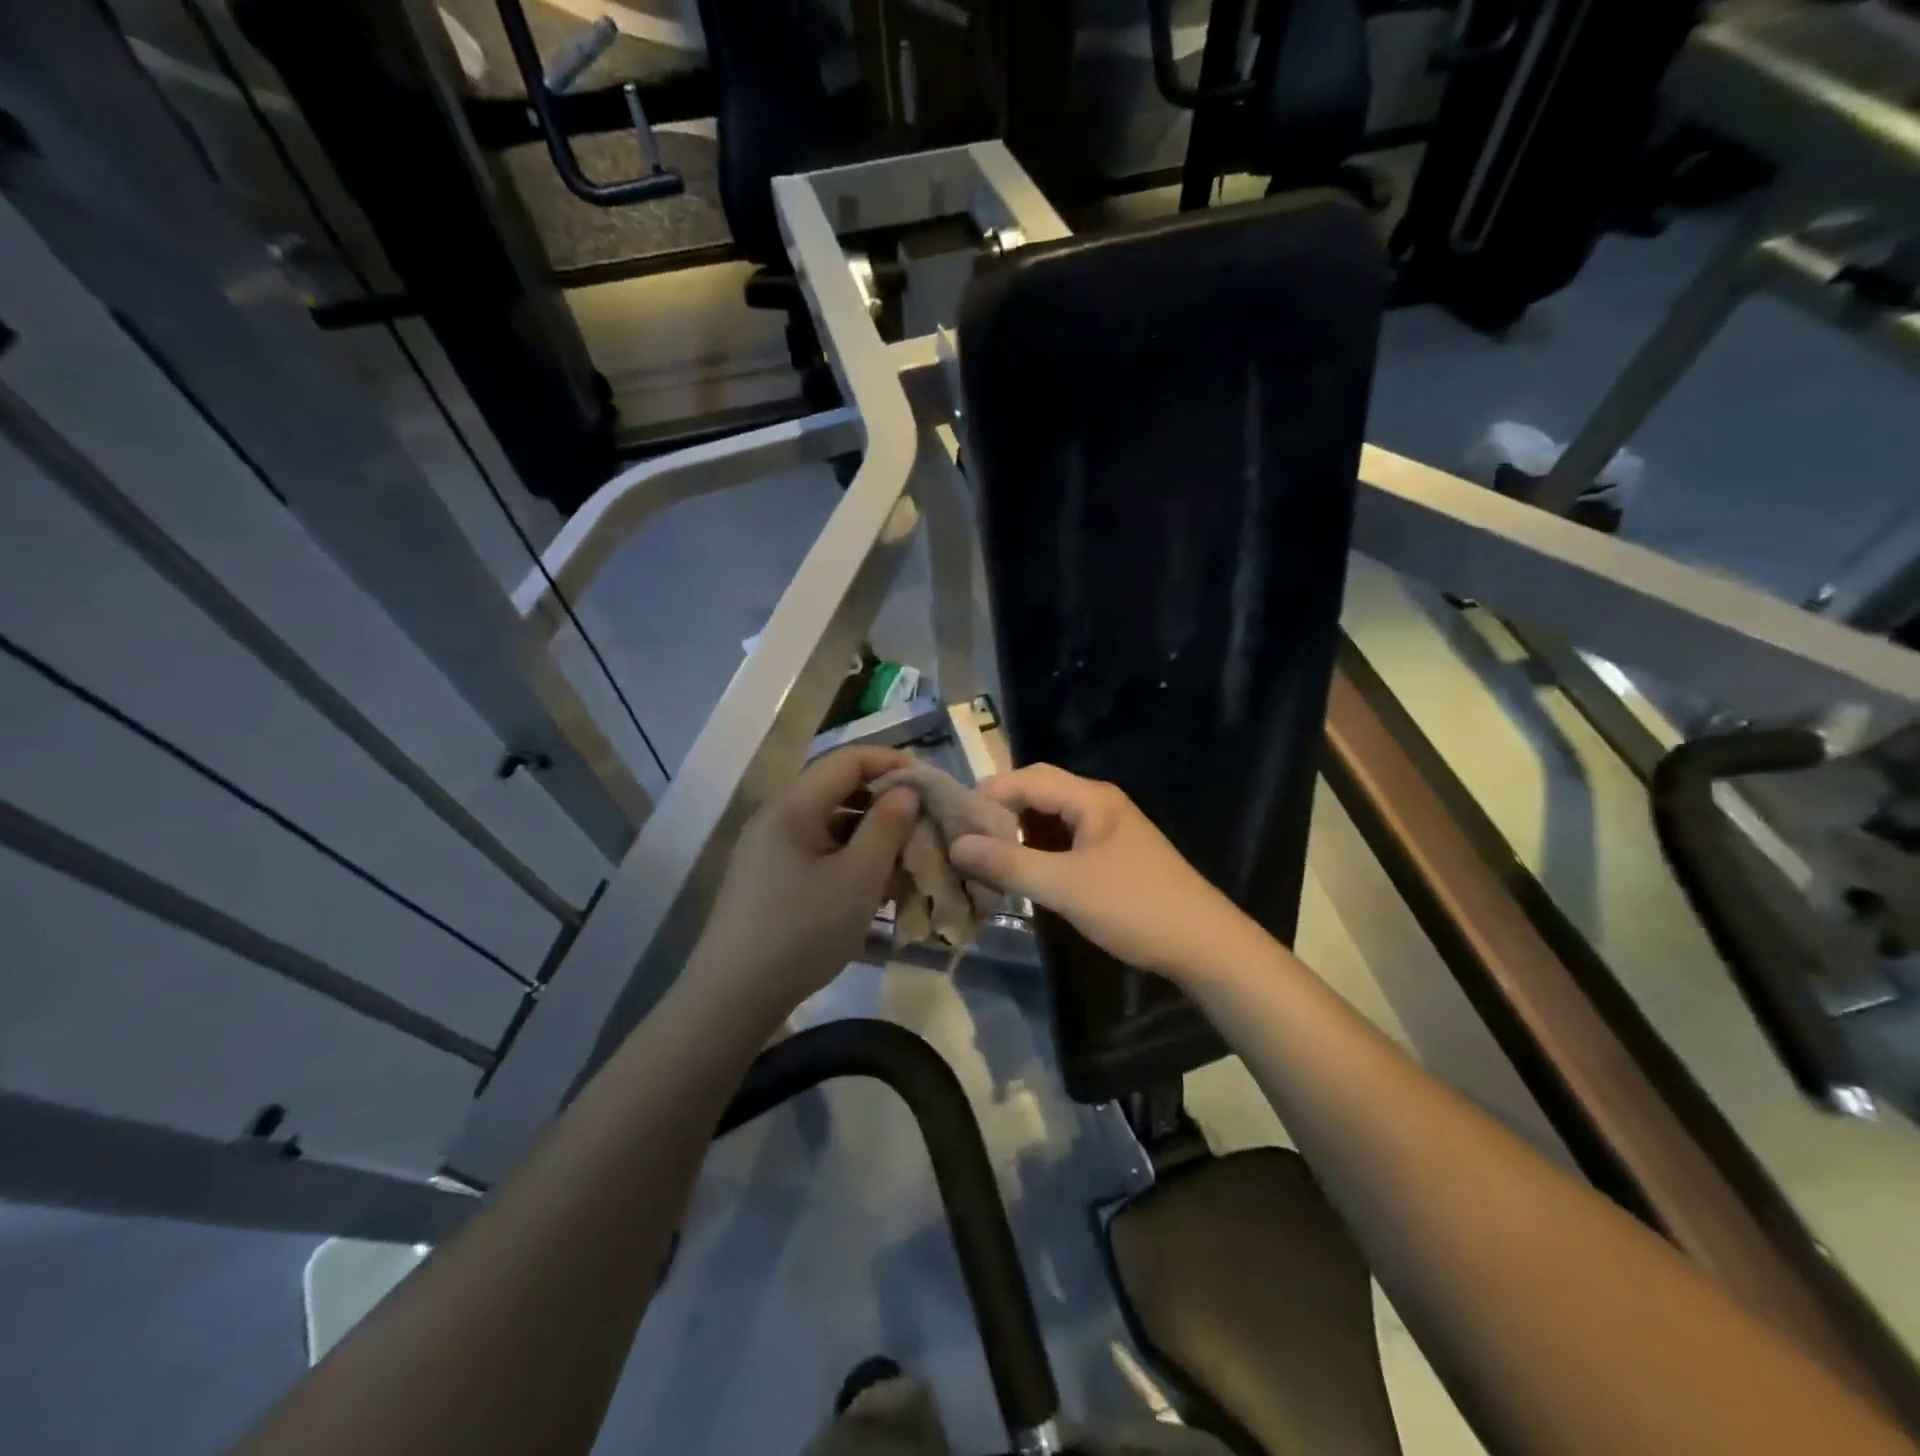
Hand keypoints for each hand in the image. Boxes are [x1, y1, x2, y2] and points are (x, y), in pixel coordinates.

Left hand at [685, 746, 920, 1016]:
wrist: (733, 998)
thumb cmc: (802, 932)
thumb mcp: (858, 879)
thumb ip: (887, 827)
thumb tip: (906, 791)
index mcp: (793, 807)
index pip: (848, 759)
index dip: (893, 763)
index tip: (931, 785)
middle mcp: (777, 818)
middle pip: (838, 790)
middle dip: (885, 803)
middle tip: (923, 826)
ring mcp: (768, 849)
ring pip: (830, 824)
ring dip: (870, 834)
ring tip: (905, 861)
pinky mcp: (768, 878)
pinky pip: (817, 852)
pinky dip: (849, 859)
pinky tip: (873, 887)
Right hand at [948, 764, 1255, 982]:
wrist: (1205, 945)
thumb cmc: (1134, 906)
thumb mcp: (1065, 886)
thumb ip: (1008, 864)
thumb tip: (955, 845)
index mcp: (1091, 798)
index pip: (1027, 779)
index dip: (986, 794)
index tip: (950, 820)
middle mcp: (1099, 805)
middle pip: (1038, 794)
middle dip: (999, 813)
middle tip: (962, 839)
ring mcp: (1108, 832)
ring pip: (1050, 821)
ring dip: (1017, 835)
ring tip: (982, 858)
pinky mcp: (1112, 858)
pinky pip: (1064, 843)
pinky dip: (1037, 853)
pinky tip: (1020, 875)